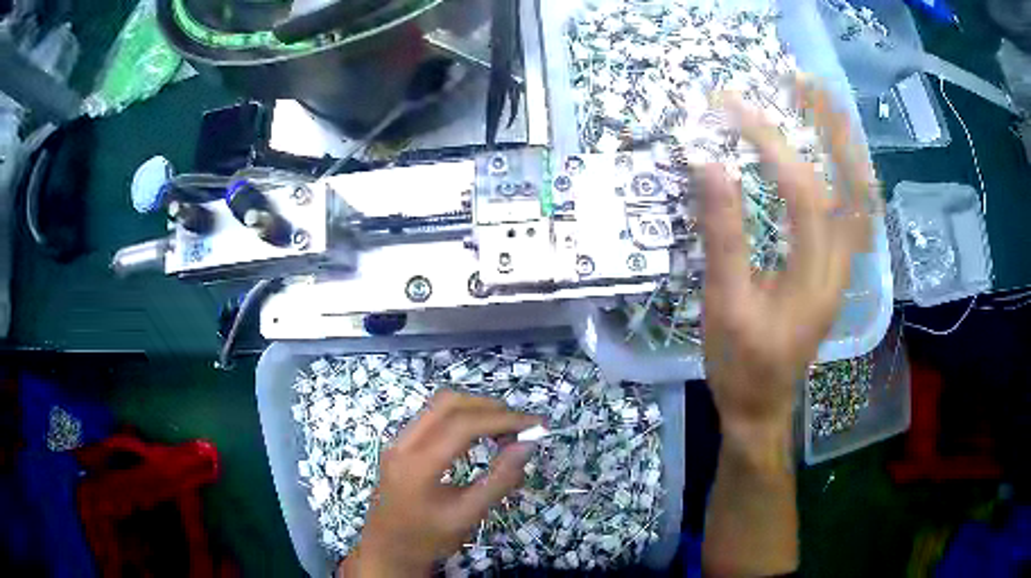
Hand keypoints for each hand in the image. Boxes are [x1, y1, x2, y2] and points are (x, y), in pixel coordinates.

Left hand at [340, 390, 540, 576]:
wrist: (387, 549)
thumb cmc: (428, 538)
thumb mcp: (468, 515)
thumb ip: (499, 480)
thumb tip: (528, 445)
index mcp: (418, 464)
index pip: (463, 424)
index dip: (503, 419)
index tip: (535, 423)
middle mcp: (403, 443)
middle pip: (449, 403)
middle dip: (490, 408)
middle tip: (520, 426)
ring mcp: (398, 441)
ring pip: (439, 405)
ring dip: (475, 410)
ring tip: (504, 431)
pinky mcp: (400, 444)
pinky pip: (432, 417)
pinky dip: (461, 418)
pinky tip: (479, 436)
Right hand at [699, 80, 878, 453]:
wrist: (762, 407)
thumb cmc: (740, 364)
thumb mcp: (724, 304)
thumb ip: (722, 234)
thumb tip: (709, 164)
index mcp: (814, 275)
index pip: (801, 188)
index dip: (768, 142)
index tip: (731, 109)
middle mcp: (840, 264)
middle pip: (852, 181)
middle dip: (830, 125)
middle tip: (802, 83)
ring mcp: (843, 267)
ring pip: (860, 195)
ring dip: (845, 144)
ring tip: (821, 104)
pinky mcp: (835, 270)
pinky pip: (855, 212)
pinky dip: (849, 173)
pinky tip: (834, 155)